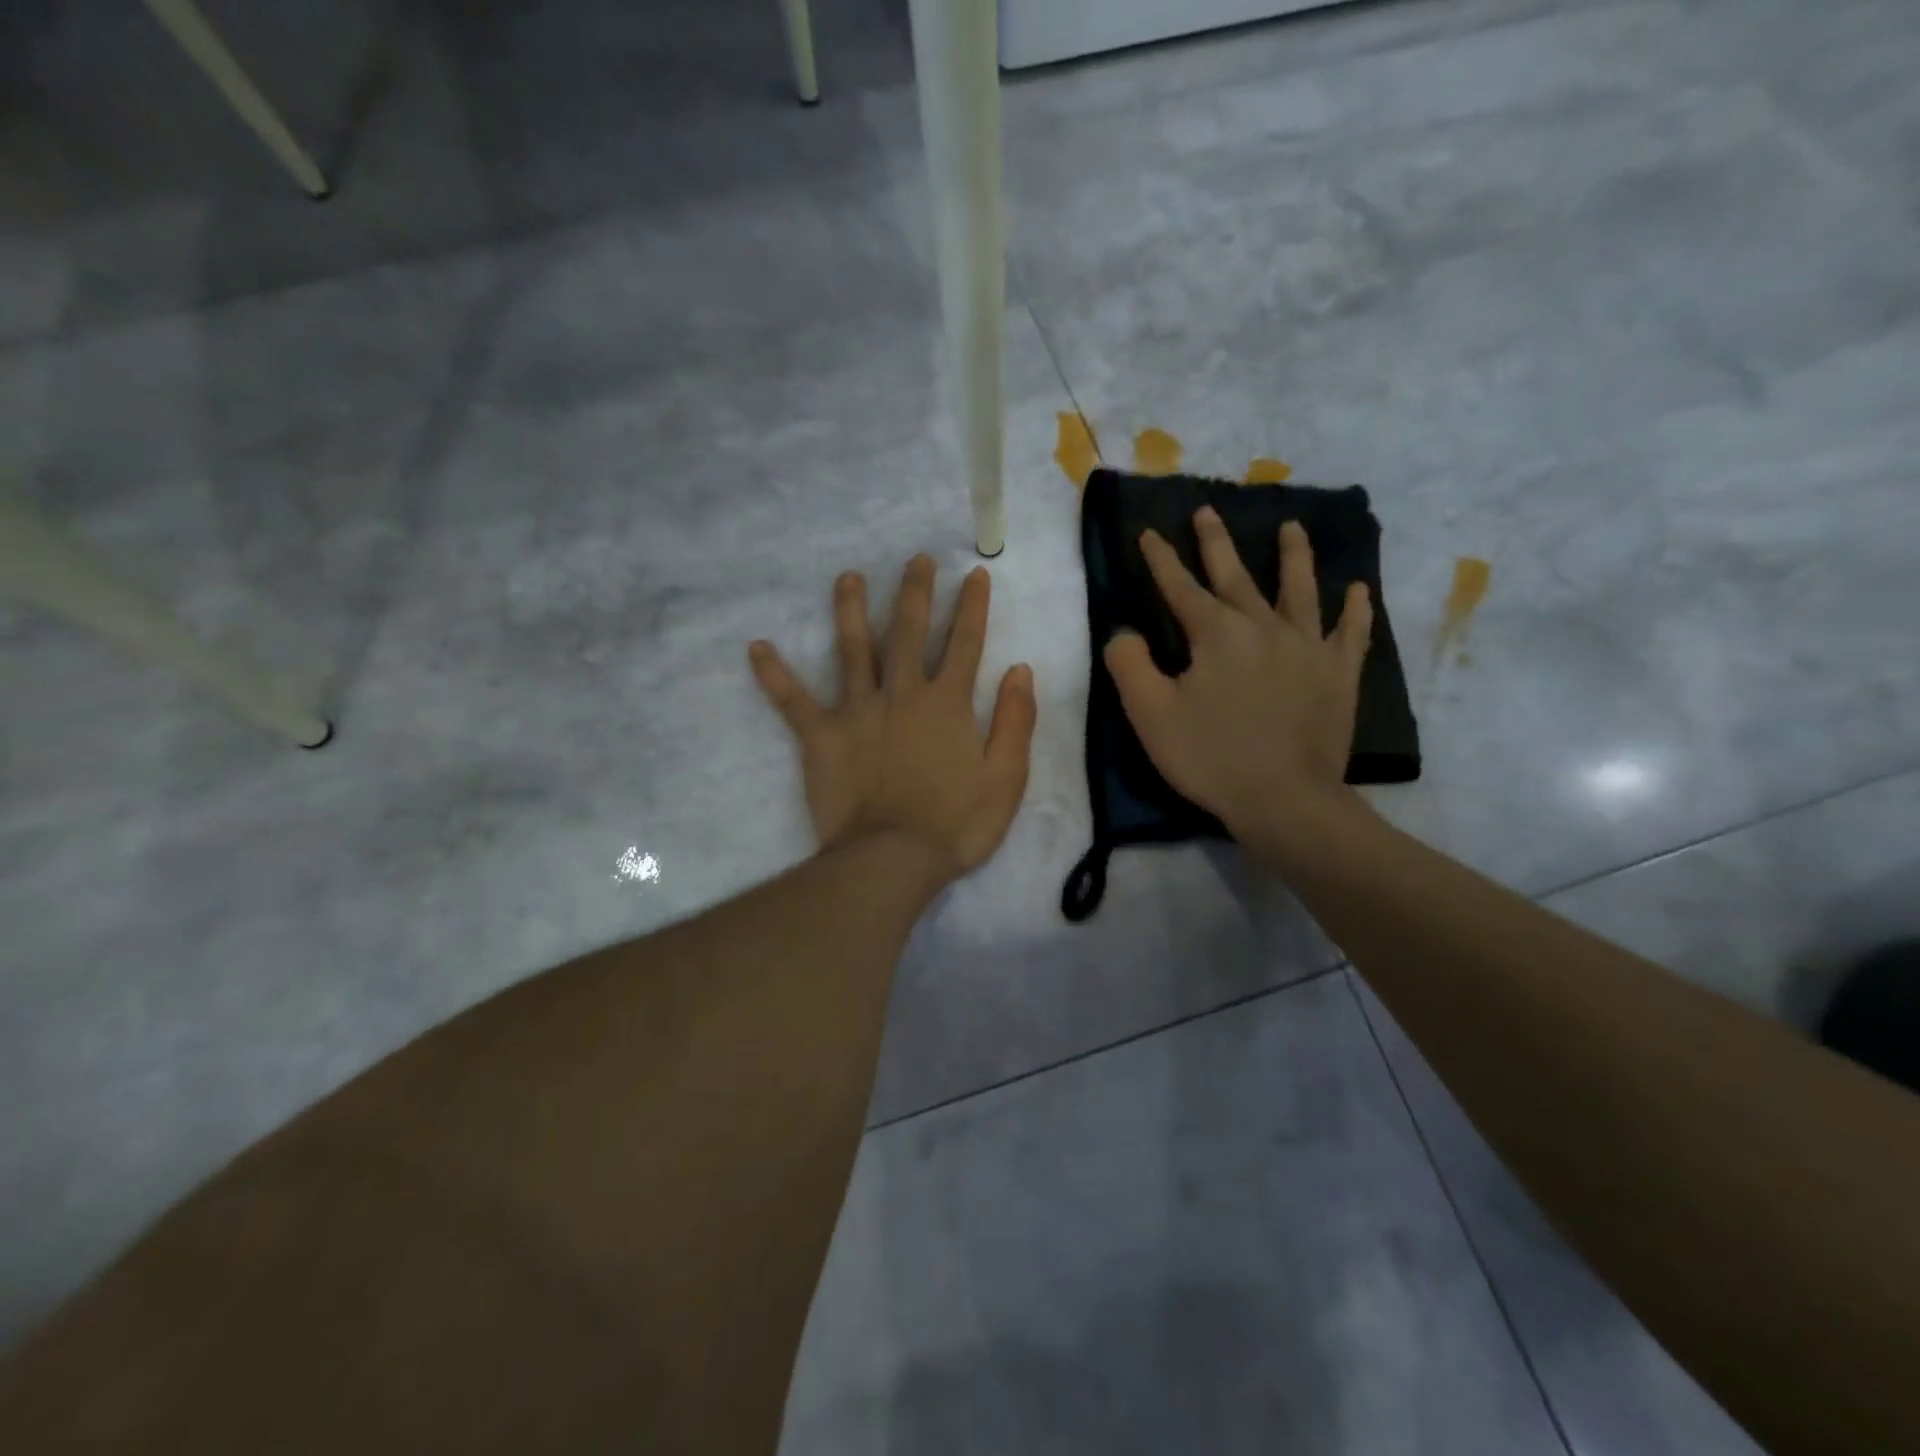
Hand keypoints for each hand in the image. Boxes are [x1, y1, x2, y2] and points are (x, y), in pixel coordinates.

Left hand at [750, 556, 1037, 885]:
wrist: (892, 858)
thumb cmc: (956, 823)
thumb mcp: (1006, 778)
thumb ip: (1015, 721)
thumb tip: (1020, 670)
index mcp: (947, 703)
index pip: (965, 643)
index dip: (972, 607)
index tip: (975, 574)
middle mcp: (902, 694)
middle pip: (908, 632)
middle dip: (915, 593)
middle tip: (916, 559)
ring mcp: (858, 711)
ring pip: (853, 650)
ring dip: (851, 610)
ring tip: (848, 577)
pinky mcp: (822, 736)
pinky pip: (793, 700)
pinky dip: (774, 675)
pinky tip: (756, 647)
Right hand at [1104, 509, 1371, 857]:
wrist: (1283, 799)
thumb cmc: (1209, 756)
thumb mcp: (1149, 714)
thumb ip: (1129, 664)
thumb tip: (1125, 632)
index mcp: (1216, 634)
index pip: (1180, 587)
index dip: (1160, 559)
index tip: (1148, 532)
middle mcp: (1264, 627)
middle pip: (1236, 575)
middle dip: (1216, 542)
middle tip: (1208, 510)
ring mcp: (1308, 647)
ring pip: (1300, 590)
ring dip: (1294, 556)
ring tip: (1292, 527)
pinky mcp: (1338, 674)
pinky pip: (1351, 633)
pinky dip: (1355, 610)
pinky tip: (1358, 590)